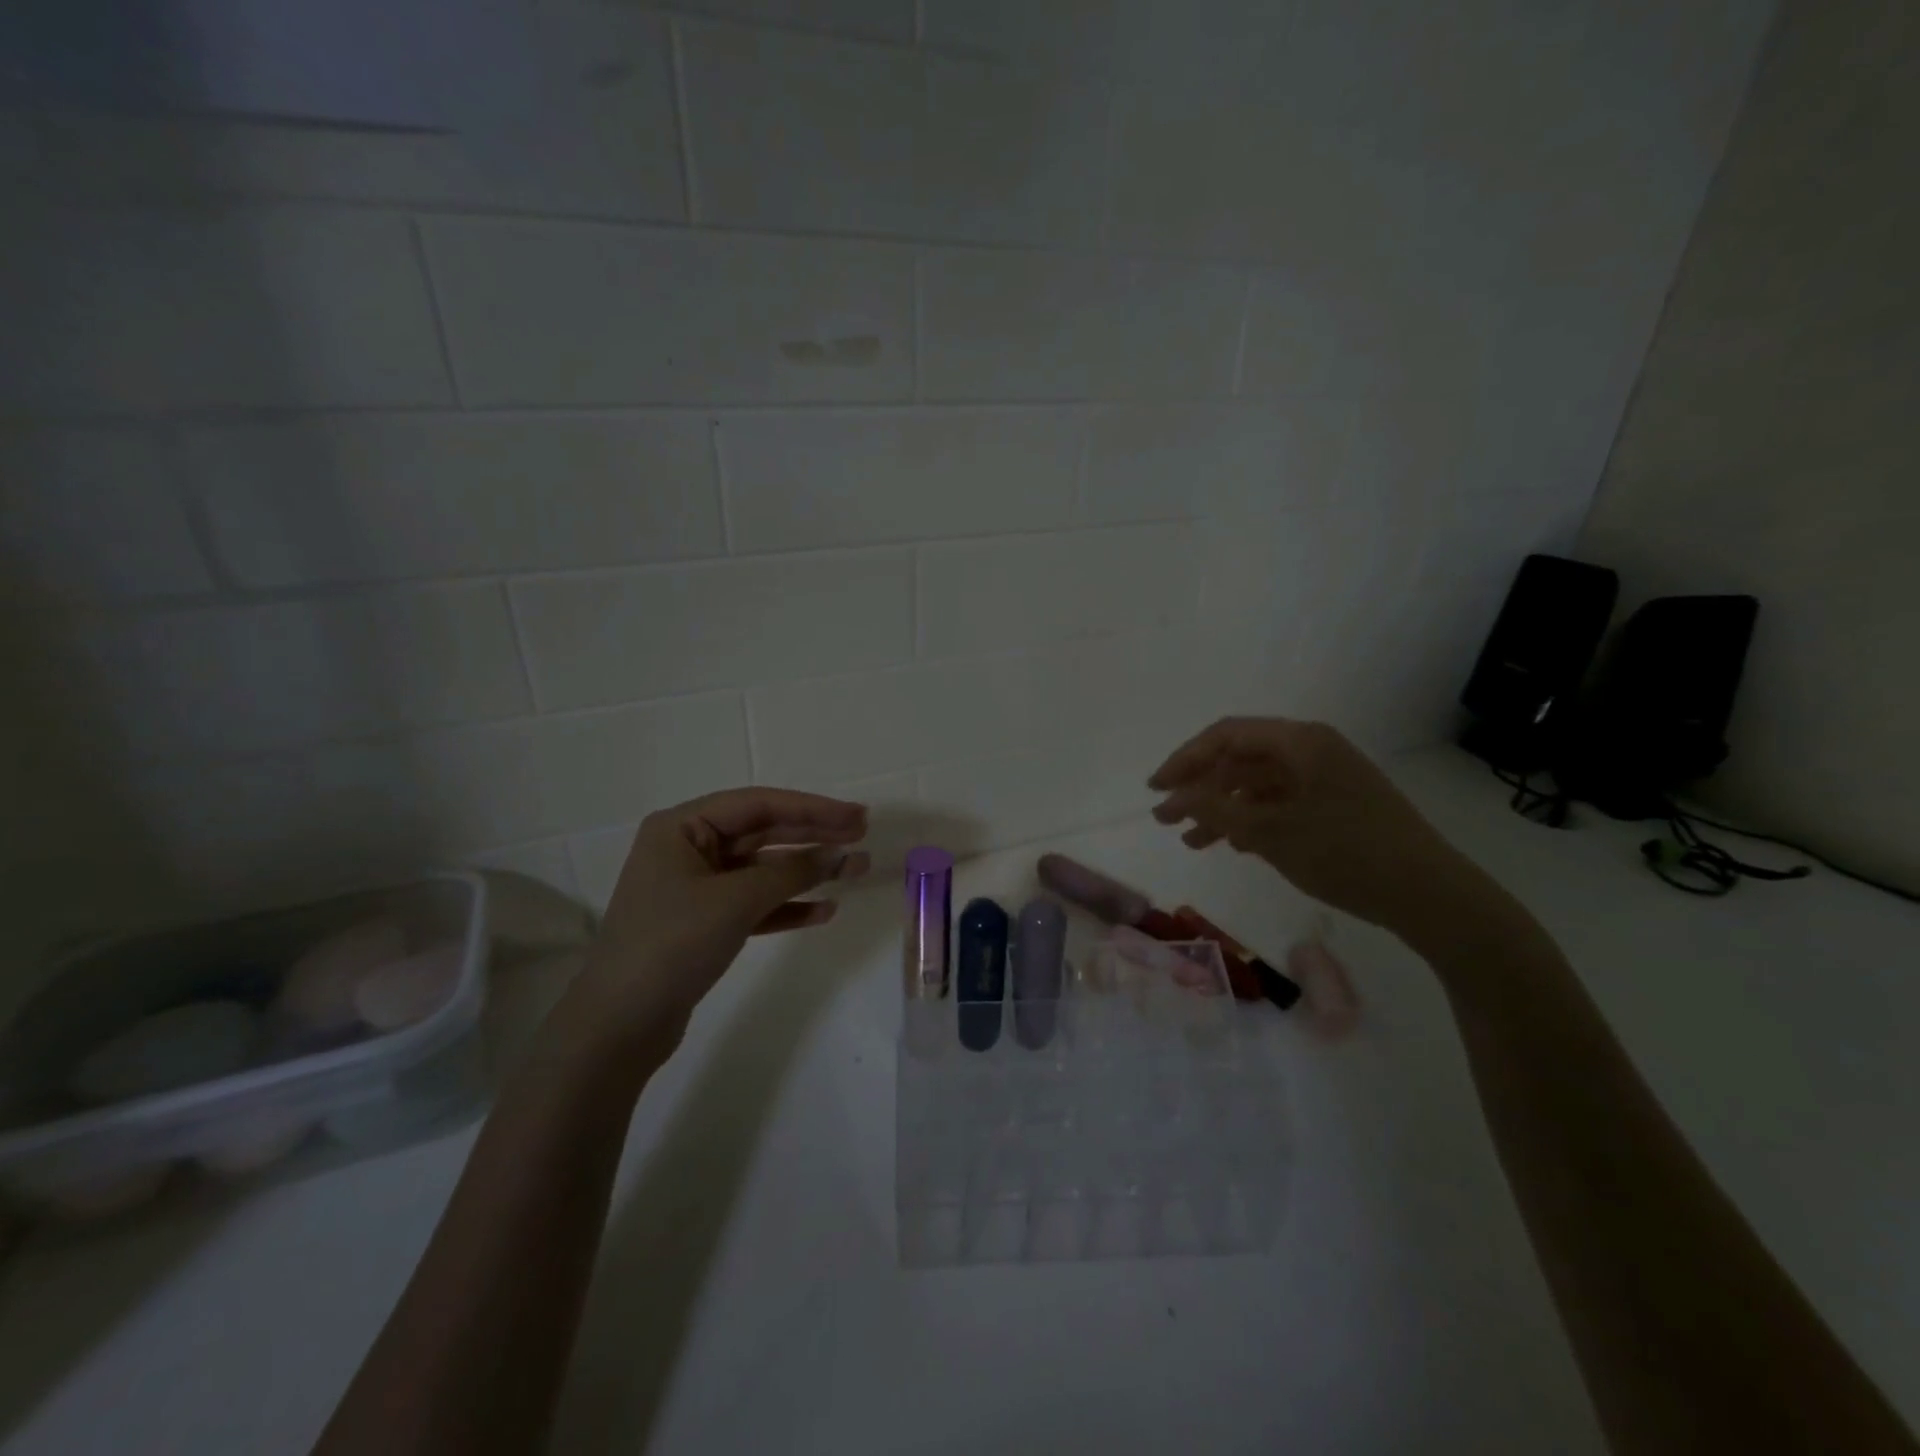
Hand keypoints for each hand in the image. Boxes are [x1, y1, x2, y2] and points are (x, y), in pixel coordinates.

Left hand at [578, 788, 870, 1039]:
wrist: (619, 1025)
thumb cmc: (672, 944)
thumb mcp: (735, 900)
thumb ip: (791, 873)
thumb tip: (840, 854)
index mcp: (682, 827)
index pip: (758, 805)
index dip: (811, 808)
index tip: (856, 815)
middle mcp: (688, 849)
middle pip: (763, 833)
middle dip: (814, 835)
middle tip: (862, 834)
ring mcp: (696, 888)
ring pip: (763, 870)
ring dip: (808, 871)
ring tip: (855, 870)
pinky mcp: (704, 924)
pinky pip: (755, 904)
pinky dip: (787, 906)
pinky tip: (824, 910)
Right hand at [1148, 718, 1473, 937]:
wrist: (1429, 895)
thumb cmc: (1345, 853)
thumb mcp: (1270, 832)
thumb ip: (1214, 810)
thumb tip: (1172, 796)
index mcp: (1300, 741)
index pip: (1226, 735)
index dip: (1184, 759)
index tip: (1155, 789)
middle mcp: (1312, 750)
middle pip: (1240, 759)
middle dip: (1200, 788)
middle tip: (1167, 819)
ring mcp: (1326, 778)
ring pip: (1258, 785)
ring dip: (1223, 809)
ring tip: (1192, 841)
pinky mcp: (1335, 805)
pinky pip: (1280, 803)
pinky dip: (1251, 821)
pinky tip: (1232, 845)